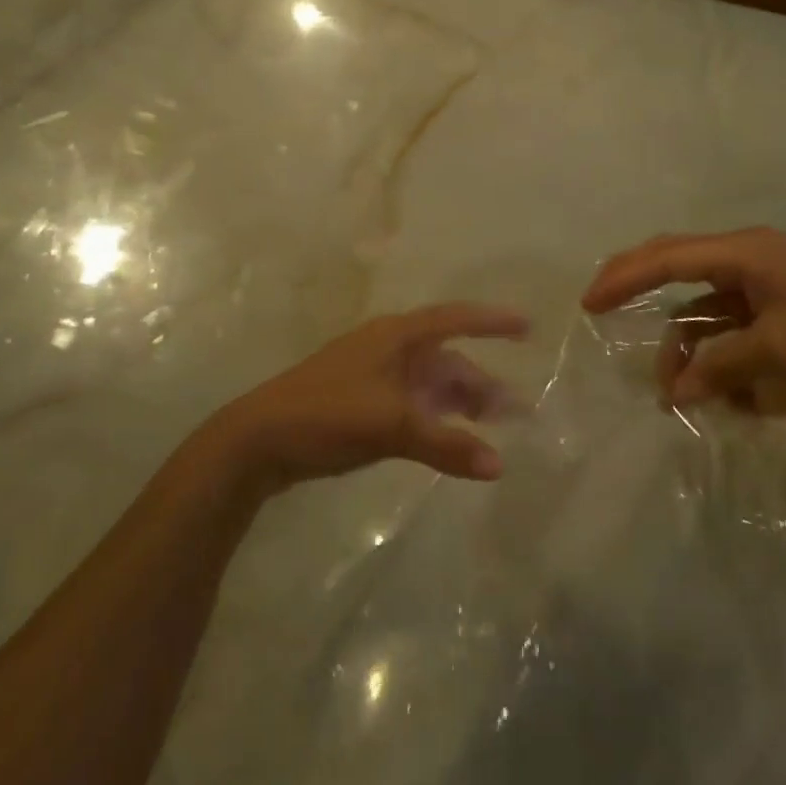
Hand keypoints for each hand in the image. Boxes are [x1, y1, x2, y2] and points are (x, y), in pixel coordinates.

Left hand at [212, 304, 528, 491]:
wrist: (259, 440)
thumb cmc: (327, 414)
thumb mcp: (390, 425)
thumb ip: (445, 444)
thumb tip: (499, 466)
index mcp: (395, 336)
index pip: (454, 319)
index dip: (491, 322)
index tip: (527, 327)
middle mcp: (388, 349)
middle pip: (446, 359)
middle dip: (480, 382)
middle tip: (516, 410)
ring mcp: (374, 376)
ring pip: (429, 384)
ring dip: (460, 403)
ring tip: (492, 427)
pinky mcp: (362, 403)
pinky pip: (413, 404)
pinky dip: (436, 418)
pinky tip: (450, 439)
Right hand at [582, 227, 785, 417]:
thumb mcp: (783, 350)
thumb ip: (722, 365)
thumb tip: (677, 390)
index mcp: (746, 252)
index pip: (667, 257)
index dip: (624, 277)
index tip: (589, 304)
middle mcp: (751, 260)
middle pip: (678, 269)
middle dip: (641, 294)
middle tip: (602, 312)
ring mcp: (770, 286)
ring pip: (706, 309)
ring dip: (688, 348)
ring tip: (678, 394)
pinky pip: (735, 330)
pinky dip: (721, 359)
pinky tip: (726, 397)